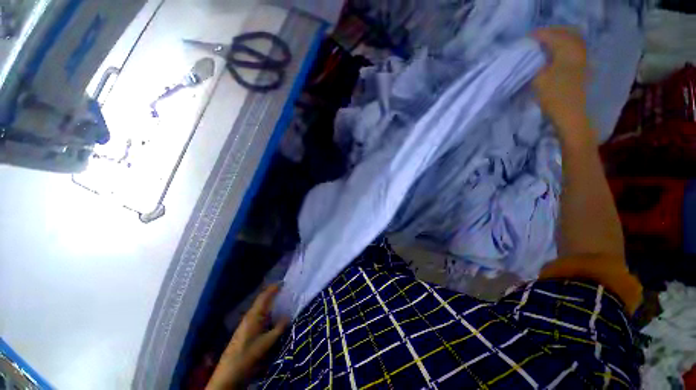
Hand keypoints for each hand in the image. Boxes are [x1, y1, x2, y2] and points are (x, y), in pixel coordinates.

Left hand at [206, 285, 289, 389]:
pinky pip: (258, 315)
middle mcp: (250, 316)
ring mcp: (246, 323)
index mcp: (254, 315)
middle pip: (261, 301)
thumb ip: (279, 328)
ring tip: (281, 301)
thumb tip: (288, 316)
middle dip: (272, 294)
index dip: (273, 288)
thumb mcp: (267, 342)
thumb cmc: (248, 354)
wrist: (229, 373)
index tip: (283, 282)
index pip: (264, 296)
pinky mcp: (246, 331)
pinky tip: (272, 317)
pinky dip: (266, 312)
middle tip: (284, 290)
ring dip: (269, 303)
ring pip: (260, 308)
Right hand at [533, 28, 592, 143]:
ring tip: (545, 44)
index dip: (539, 35)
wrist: (571, 116)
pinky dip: (564, 48)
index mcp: (567, 52)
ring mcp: (582, 61)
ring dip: (559, 40)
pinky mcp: (582, 70)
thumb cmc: (554, 97)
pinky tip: (556, 54)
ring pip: (572, 42)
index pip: (552, 36)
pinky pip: (574, 51)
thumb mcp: (539, 79)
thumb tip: (532, 55)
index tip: (526, 38)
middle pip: (566, 34)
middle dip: (552, 33)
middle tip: (537, 38)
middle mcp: (578, 52)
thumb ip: (535, 64)